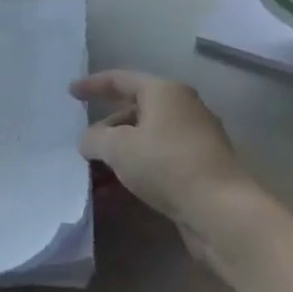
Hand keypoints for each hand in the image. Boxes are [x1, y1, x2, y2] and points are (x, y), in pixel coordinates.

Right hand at [71, 70, 252, 225]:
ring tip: (95, 174)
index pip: (121, 79)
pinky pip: (158, 162)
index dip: (93, 85)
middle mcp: (183, 108)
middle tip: (85, 145)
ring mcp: (195, 140)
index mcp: (164, 91)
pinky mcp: (200, 169)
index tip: (70, 93)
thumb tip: (90, 141)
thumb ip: (95, 138)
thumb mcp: (118, 148)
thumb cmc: (166, 164)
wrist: (222, 211)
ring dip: (119, 155)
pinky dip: (136, 171)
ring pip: (146, 140)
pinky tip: (116, 192)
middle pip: (134, 111)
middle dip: (106, 129)